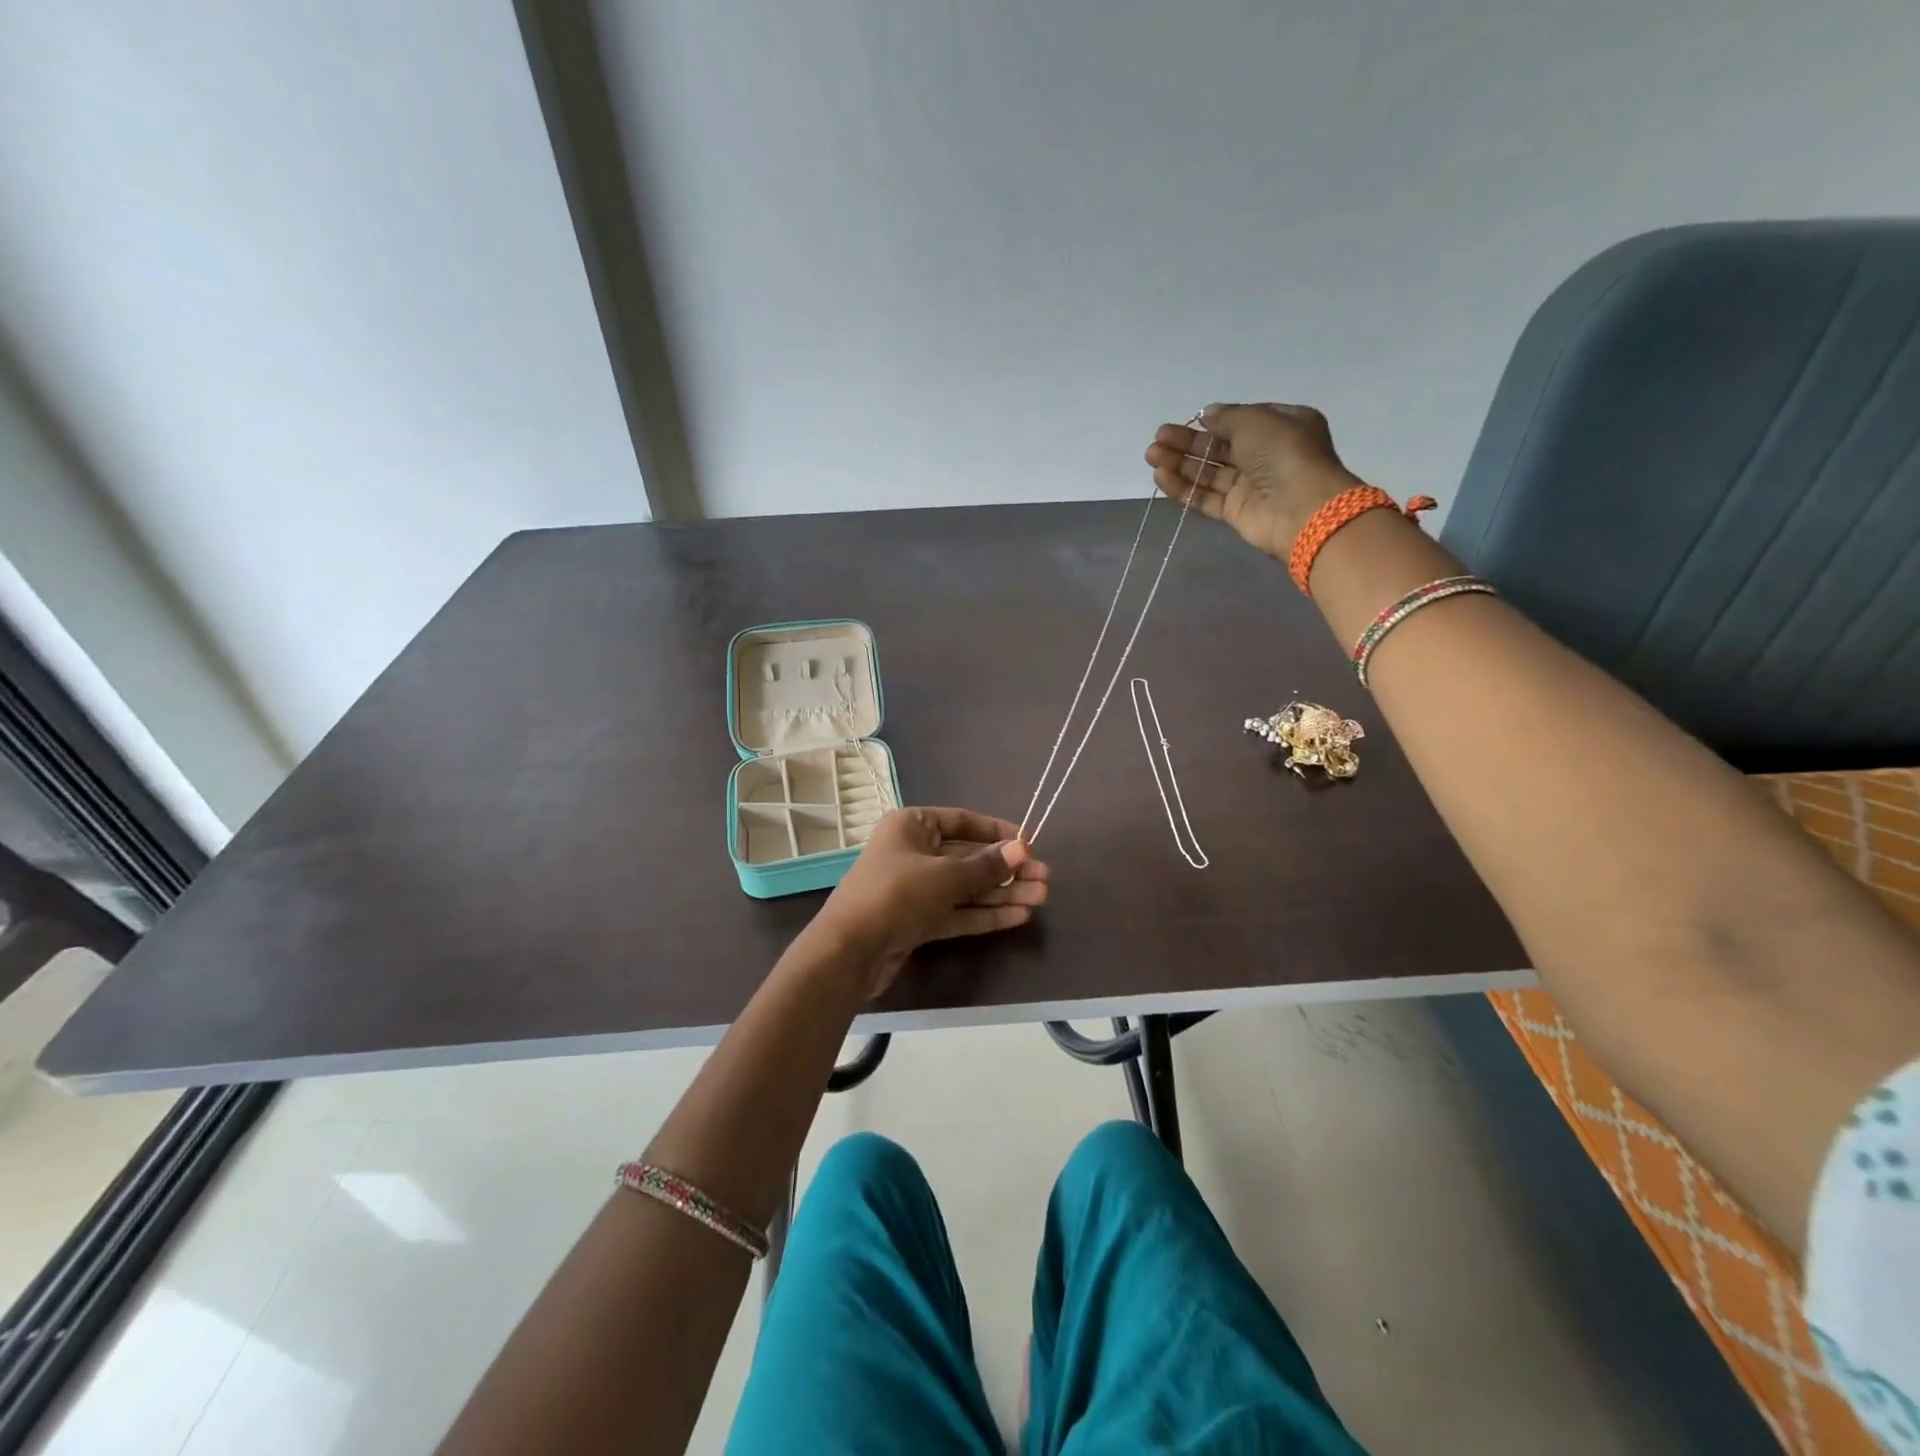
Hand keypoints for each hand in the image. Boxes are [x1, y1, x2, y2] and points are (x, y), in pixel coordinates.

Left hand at [807, 808, 1048, 999]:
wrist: (848, 952)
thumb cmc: (895, 895)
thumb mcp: (944, 876)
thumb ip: (986, 866)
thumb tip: (1023, 850)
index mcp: (912, 826)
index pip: (962, 821)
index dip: (997, 832)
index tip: (1029, 843)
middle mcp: (914, 853)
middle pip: (968, 857)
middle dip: (1006, 869)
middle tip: (1045, 878)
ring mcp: (916, 889)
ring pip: (966, 887)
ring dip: (1002, 892)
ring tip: (1041, 897)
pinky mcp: (919, 921)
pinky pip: (958, 912)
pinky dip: (986, 913)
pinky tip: (1019, 916)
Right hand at [1144, 403, 1362, 561]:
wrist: (1300, 508)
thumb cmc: (1284, 453)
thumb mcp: (1256, 420)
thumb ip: (1227, 417)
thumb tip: (1207, 415)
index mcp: (1283, 426)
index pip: (1242, 421)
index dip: (1214, 421)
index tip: (1190, 420)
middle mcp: (1267, 455)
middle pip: (1220, 447)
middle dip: (1188, 443)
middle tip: (1158, 439)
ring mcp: (1251, 485)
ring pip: (1209, 473)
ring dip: (1180, 464)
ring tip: (1151, 456)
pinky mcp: (1236, 512)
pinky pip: (1206, 497)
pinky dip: (1184, 488)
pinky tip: (1161, 477)